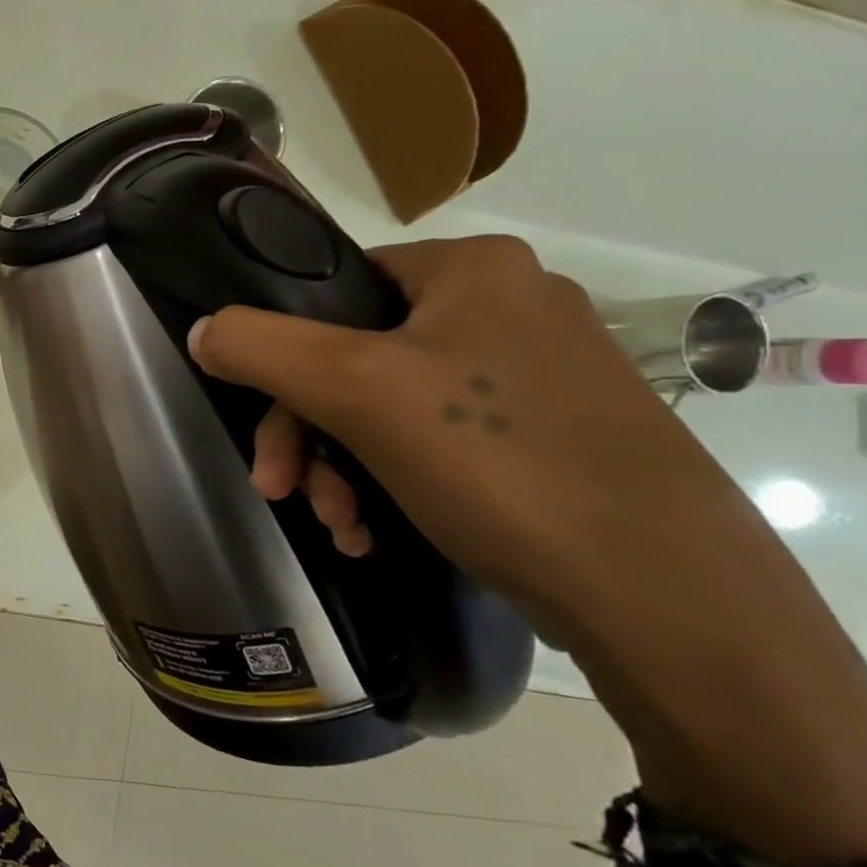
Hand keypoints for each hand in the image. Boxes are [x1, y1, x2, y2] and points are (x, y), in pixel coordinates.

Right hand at [186, 235, 767, 632]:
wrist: (664, 597)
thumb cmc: (496, 462)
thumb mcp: (354, 389)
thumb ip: (260, 346)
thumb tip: (203, 330)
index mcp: (471, 269)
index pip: (334, 287)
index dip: (284, 354)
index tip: (264, 425)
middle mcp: (509, 306)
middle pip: (354, 357)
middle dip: (308, 433)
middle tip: (283, 491)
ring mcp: (536, 375)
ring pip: (389, 407)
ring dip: (341, 467)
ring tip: (340, 524)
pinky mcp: (550, 436)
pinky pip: (437, 442)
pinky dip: (391, 483)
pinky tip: (377, 532)